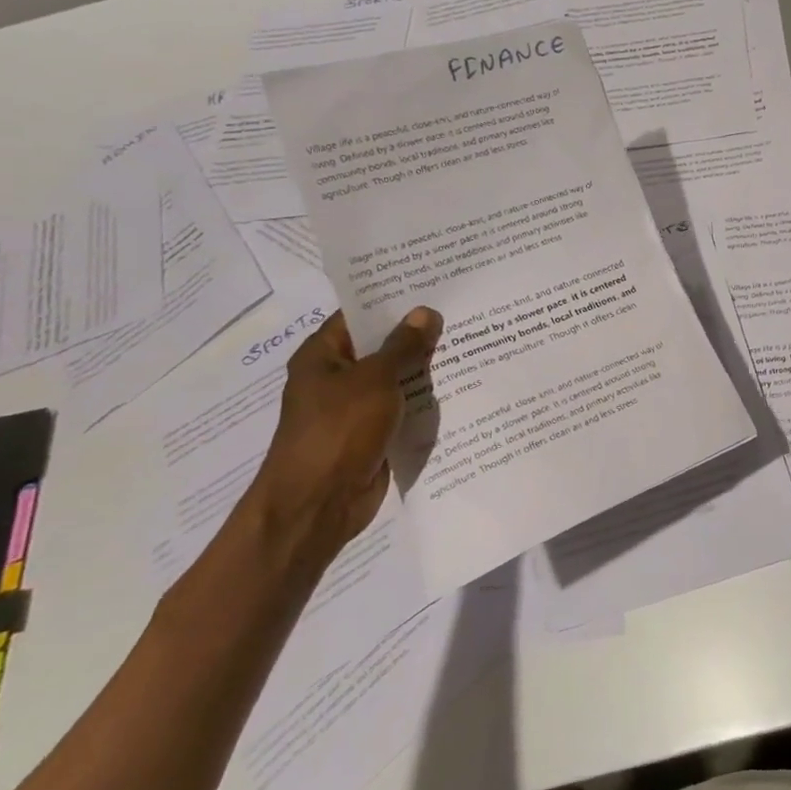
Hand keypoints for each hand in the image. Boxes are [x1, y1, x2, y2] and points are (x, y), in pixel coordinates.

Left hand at [242, 307, 442, 567]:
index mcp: (322, 356)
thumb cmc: (338, 431)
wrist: (318, 505)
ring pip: (397, 379)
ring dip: (426, 368)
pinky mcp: (374, 435)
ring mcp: (356, 409)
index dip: (392, 300)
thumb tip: (425, 312)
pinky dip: (426, 401)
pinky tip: (463, 385)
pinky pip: (404, 409)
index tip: (431, 284)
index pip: (359, 315)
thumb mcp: (375, 379)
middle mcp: (337, 378)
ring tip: (471, 341)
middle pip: (381, 346)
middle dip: (417, 334)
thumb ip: (402, 346)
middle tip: (461, 310)